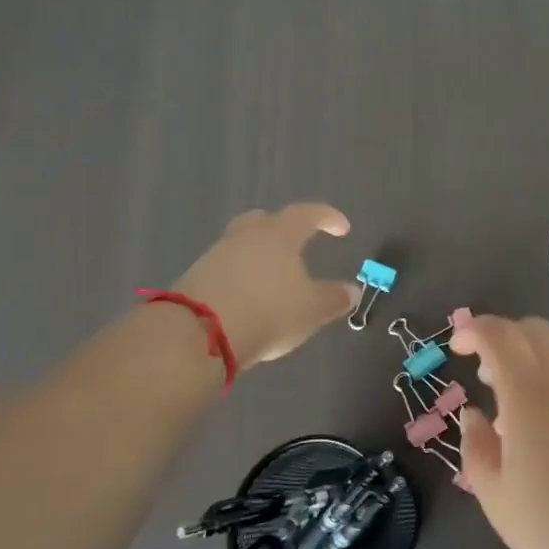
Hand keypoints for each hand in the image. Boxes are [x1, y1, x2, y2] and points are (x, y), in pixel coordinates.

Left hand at [172, 203, 358, 367]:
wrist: (198, 334)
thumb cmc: (268, 311)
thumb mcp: (312, 310)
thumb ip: (334, 298)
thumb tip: (352, 291)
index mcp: (280, 233)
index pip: (308, 214)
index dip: (328, 218)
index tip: (342, 229)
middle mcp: (247, 235)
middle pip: (266, 220)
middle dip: (284, 229)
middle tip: (298, 244)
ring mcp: (217, 254)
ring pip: (243, 244)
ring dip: (260, 255)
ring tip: (273, 277)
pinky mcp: (195, 277)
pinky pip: (226, 267)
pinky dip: (240, 275)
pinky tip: (249, 296)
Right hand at [450, 314, 548, 548]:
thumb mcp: (497, 497)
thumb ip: (477, 448)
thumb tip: (474, 416)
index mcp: (529, 390)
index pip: (499, 334)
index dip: (474, 330)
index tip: (457, 346)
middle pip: (534, 330)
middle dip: (504, 338)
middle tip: (487, 375)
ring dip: (533, 364)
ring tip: (519, 413)